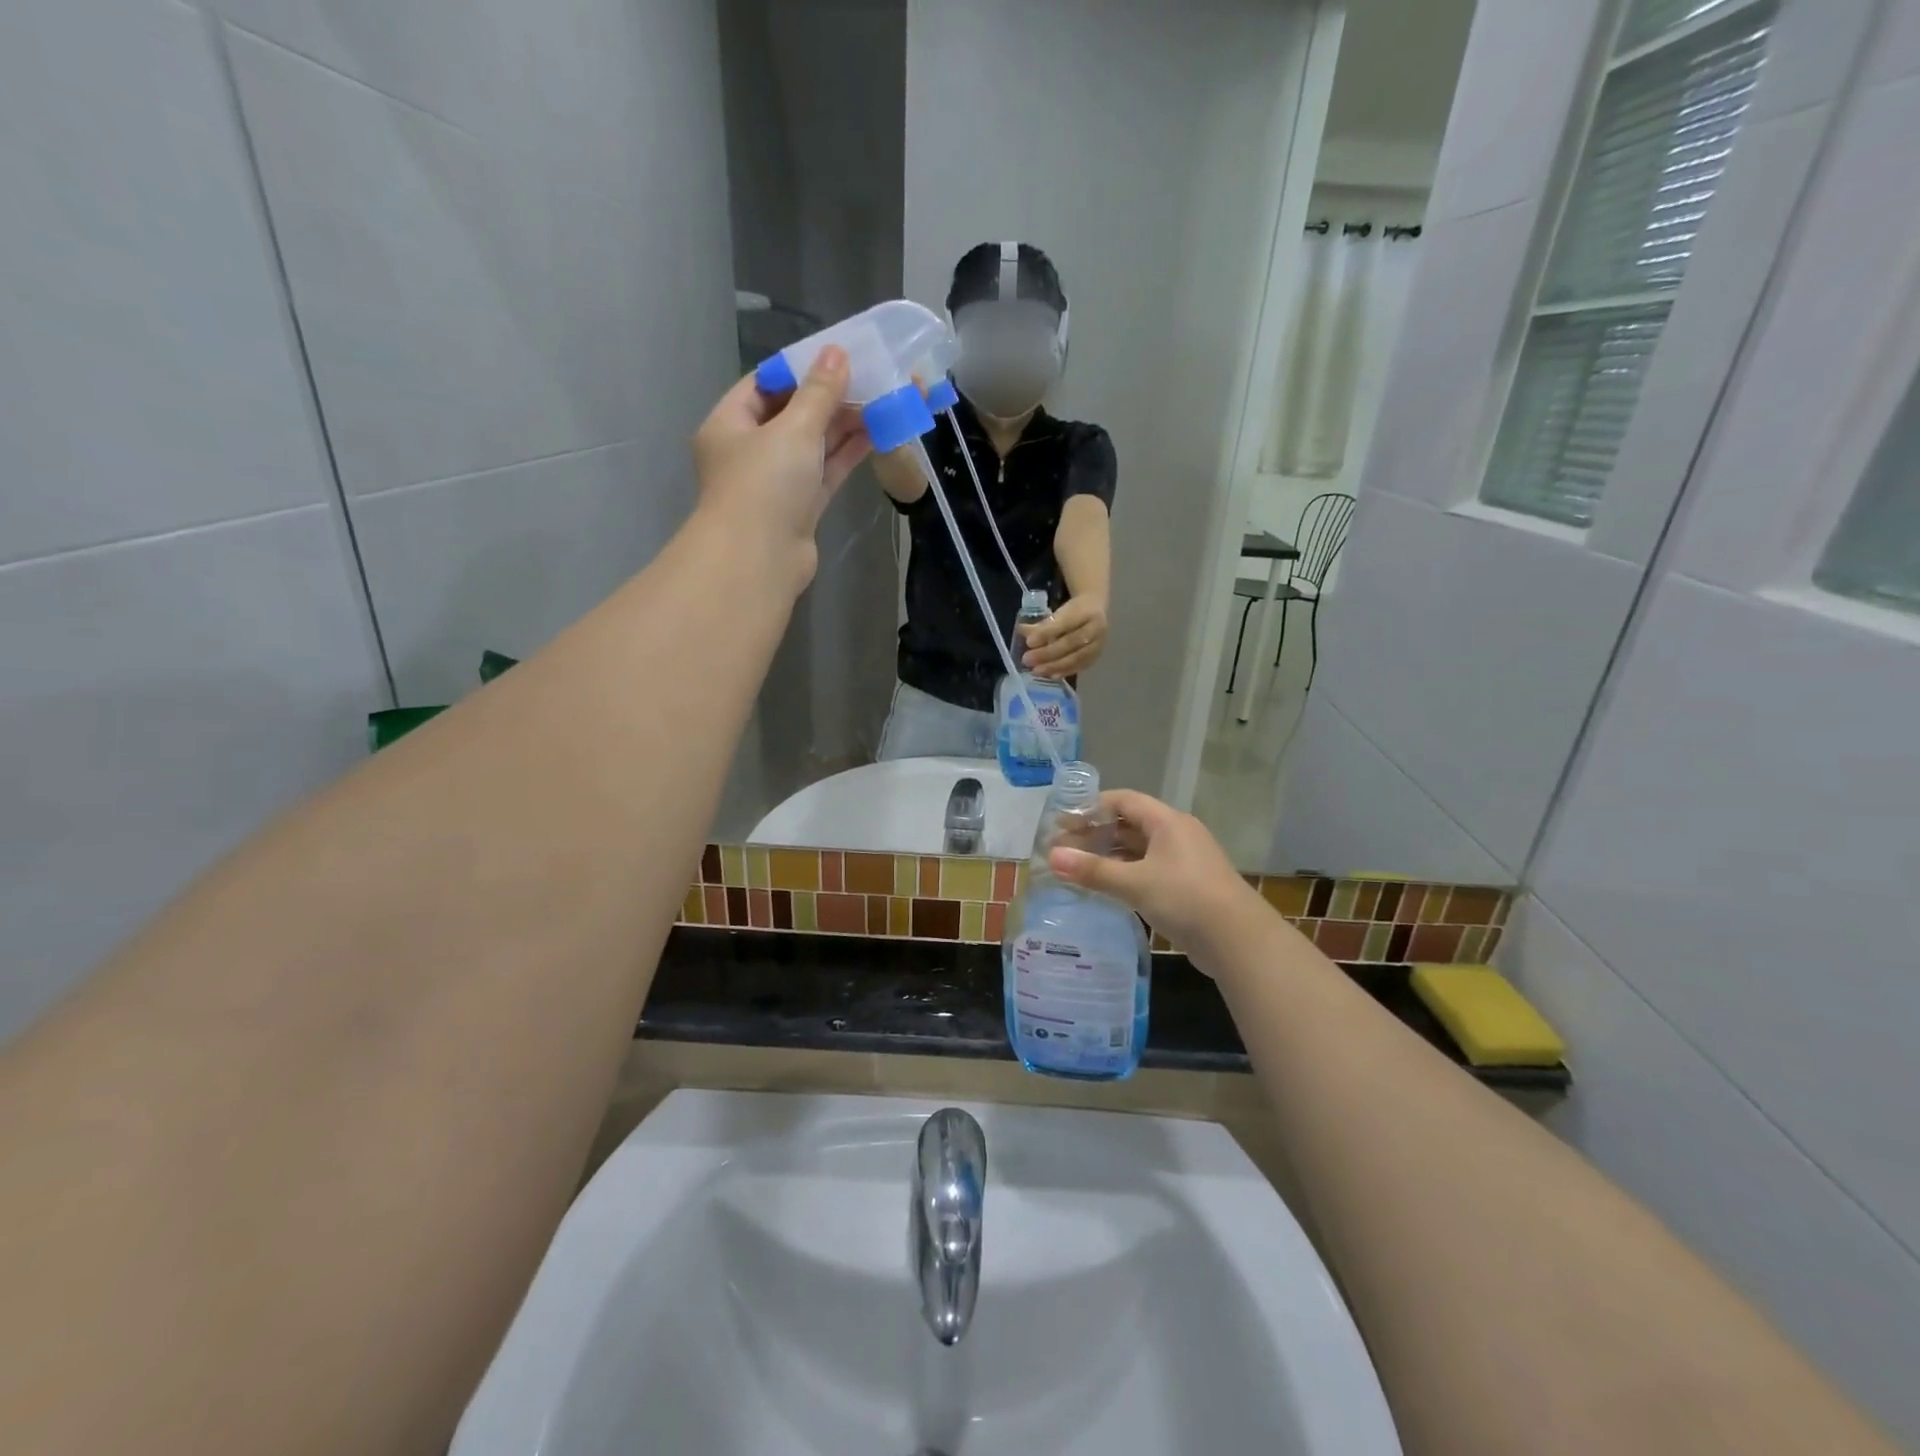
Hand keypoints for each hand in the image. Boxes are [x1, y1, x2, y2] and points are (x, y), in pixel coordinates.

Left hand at [692, 346, 872, 586]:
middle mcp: (749, 452)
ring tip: (880, 402)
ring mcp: (776, 483)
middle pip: (792, 415)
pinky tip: (874, 434)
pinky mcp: (800, 509)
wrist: (760, 561)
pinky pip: (824, 473)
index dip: (799, 369)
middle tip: (869, 379)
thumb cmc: (765, 485)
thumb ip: (819, 393)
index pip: (764, 385)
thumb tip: (837, 353)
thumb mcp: (793, 429)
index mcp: (729, 425)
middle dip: (829, 399)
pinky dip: (845, 455)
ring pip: (812, 446)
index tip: (835, 357)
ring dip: (843, 426)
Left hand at [1021, 595, 1108, 677]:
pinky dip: (1065, 671)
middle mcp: (1096, 626)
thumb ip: (1041, 622)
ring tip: (1036, 670)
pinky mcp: (1098, 655)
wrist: (1096, 608)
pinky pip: (1081, 666)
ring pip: (1077, 657)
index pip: (1065, 622)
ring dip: (1055, 665)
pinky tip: (1051, 675)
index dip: (1047, 632)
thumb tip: (1022, 631)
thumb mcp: (1058, 610)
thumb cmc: (1072, 609)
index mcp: (1085, 609)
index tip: (1029, 641)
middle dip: (1047, 653)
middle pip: (1071, 642)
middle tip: (1027, 659)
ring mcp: (1099, 642)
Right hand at [1048, 790, 1261, 963]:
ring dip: (1110, 855)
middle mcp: (1177, 834)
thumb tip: (1052, 857)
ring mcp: (1184, 860)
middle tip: (1064, 847)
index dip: (1092, 806)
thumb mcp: (1135, 883)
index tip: (1064, 821)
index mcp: (1167, 822)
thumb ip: (1093, 870)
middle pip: (1130, 824)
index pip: (1124, 800)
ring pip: (1139, 849)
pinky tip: (1106, 887)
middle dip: (1097, 833)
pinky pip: (1149, 869)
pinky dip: (1126, 873)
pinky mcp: (1187, 885)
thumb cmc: (1185, 898)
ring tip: (1078, 867)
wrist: (1238, 940)